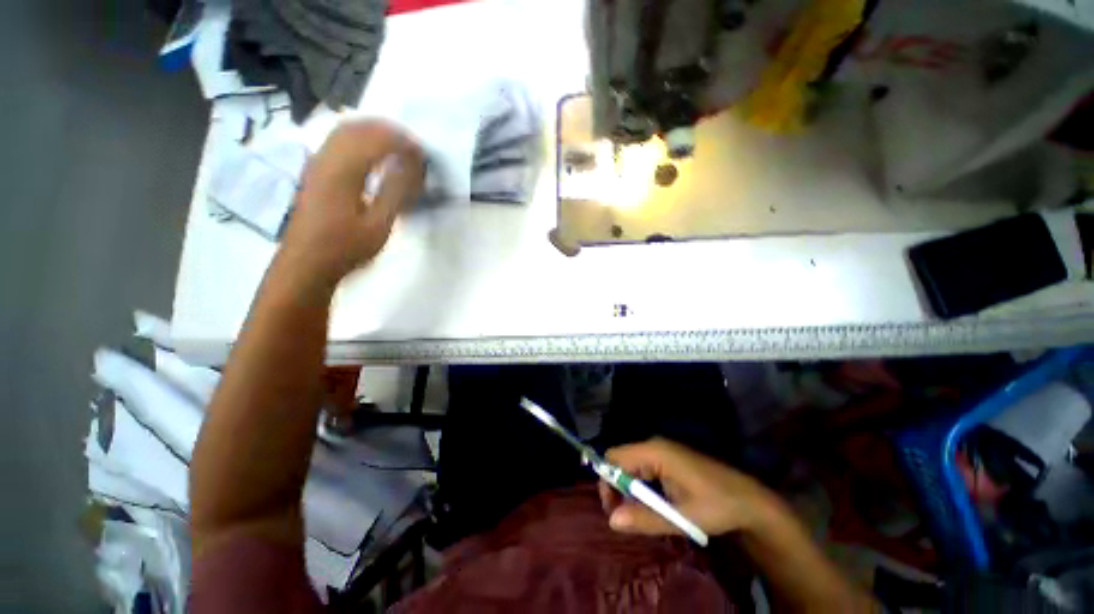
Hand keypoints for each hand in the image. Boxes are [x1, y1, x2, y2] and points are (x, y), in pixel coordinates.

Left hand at [279, 121, 424, 286]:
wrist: (306, 263)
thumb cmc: (346, 248)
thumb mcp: (378, 225)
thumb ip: (395, 192)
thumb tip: (410, 164)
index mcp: (342, 171)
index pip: (376, 140)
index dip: (402, 141)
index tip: (423, 153)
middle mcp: (326, 158)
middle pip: (358, 127)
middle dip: (388, 130)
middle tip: (413, 145)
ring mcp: (317, 162)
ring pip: (345, 130)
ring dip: (373, 131)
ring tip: (397, 145)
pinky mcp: (315, 170)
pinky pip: (337, 140)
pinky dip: (359, 138)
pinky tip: (372, 153)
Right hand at [599, 438, 782, 537]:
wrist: (750, 500)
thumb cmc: (717, 506)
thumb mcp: (682, 518)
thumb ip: (645, 519)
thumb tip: (611, 521)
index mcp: (655, 452)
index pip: (615, 458)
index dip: (607, 481)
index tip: (612, 510)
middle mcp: (654, 446)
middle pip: (620, 460)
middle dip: (616, 487)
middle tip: (623, 517)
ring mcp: (662, 451)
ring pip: (631, 465)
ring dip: (628, 489)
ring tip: (637, 515)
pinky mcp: (668, 459)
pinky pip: (643, 468)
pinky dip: (639, 487)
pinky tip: (650, 505)